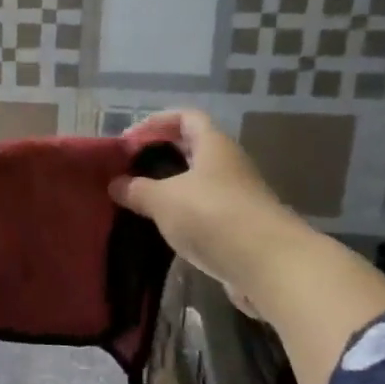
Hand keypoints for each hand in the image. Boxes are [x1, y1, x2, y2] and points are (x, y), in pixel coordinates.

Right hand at [109, 109, 290, 303]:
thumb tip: (115, 184)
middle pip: (193, 150)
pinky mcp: (241, 229)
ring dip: (171, 189)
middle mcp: (230, 165)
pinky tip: (166, 230)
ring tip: (141, 204)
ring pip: (199, 184)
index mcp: (214, 146)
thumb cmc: (213, 217)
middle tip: (130, 172)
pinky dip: (185, 216)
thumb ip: (137, 190)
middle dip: (161, 157)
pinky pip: (206, 213)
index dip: (157, 122)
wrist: (269, 265)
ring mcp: (239, 198)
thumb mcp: (164, 200)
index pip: (186, 117)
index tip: (129, 140)